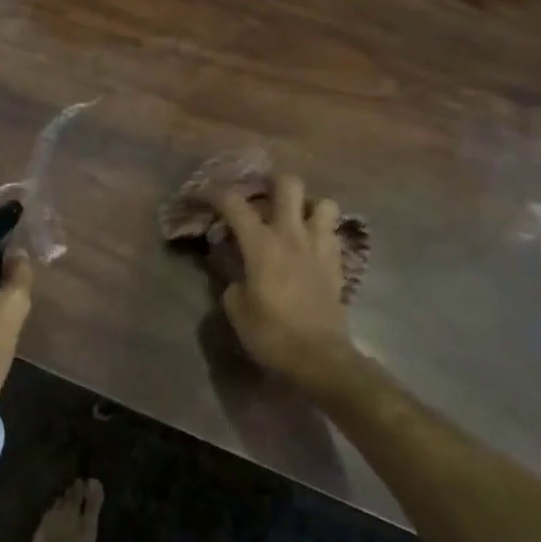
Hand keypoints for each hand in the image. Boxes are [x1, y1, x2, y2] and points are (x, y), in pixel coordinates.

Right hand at [214, 174, 354, 394]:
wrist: (321, 358)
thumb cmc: (272, 334)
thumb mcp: (236, 308)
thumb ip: (233, 280)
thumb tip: (238, 272)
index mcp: (261, 244)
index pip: (234, 203)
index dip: (214, 192)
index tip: (203, 193)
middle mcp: (292, 235)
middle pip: (288, 185)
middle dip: (271, 182)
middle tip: (259, 195)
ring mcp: (319, 246)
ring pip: (323, 203)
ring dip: (307, 206)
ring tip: (294, 219)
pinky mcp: (337, 263)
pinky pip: (333, 232)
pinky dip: (322, 231)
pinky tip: (310, 245)